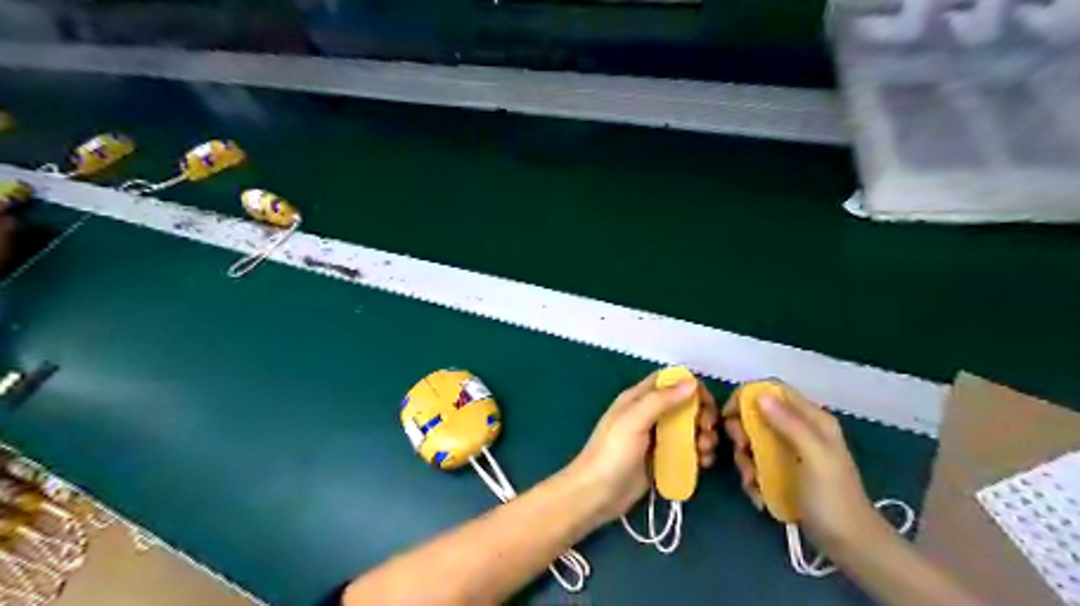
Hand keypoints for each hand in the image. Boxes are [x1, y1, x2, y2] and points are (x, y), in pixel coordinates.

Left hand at [565, 371, 714, 522]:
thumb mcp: (634, 421)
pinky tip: (704, 463)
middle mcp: (649, 415)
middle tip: (707, 430)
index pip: (669, 381)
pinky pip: (686, 451)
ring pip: (688, 428)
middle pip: (684, 404)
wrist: (596, 495)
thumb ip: (661, 400)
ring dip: (703, 435)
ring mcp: (656, 439)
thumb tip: (691, 382)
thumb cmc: (611, 453)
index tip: (706, 403)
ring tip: (706, 451)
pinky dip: (699, 453)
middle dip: (701, 414)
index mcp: (638, 399)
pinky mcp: (662, 460)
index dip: (690, 386)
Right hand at [720, 387, 879, 550]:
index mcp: (812, 419)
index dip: (747, 397)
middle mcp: (799, 430)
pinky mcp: (783, 473)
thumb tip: (760, 396)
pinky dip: (752, 477)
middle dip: (742, 433)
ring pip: (753, 442)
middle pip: (757, 416)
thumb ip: (790, 424)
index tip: (729, 415)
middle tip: (742, 450)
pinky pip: (756, 464)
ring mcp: (790, 453)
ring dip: (745, 460)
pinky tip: (758, 494)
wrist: (849, 545)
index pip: (773, 391)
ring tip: (751, 481)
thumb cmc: (833, 497)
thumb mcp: (814, 457)